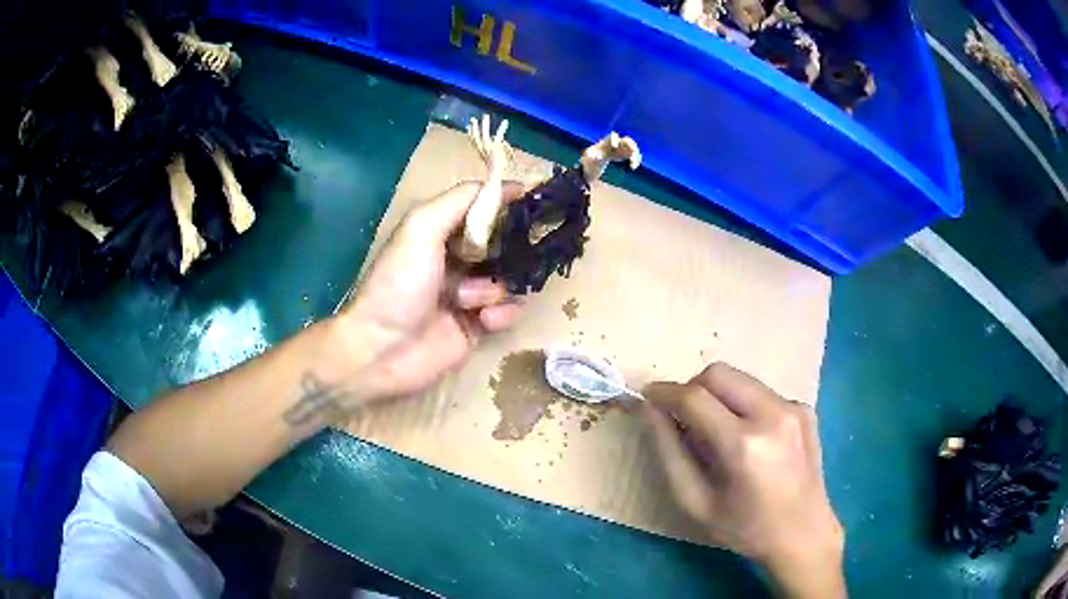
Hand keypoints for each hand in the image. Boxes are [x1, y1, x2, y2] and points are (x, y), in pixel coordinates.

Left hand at [335, 181, 523, 401]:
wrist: (383, 350)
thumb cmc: (399, 284)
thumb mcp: (422, 227)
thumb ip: (462, 200)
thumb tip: (511, 185)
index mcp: (438, 233)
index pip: (482, 211)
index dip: (506, 206)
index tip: (536, 203)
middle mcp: (454, 260)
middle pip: (500, 245)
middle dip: (512, 249)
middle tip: (523, 251)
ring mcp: (466, 295)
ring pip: (506, 280)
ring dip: (495, 288)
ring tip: (470, 301)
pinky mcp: (476, 327)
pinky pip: (506, 312)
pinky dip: (501, 314)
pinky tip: (484, 321)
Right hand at [644, 363, 844, 597]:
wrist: (803, 534)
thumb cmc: (745, 528)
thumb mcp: (696, 502)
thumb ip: (668, 452)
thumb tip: (649, 410)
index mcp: (745, 444)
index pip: (694, 397)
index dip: (664, 393)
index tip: (646, 398)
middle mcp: (773, 414)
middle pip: (718, 373)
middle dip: (692, 389)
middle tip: (684, 419)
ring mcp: (793, 406)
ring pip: (740, 379)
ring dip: (718, 396)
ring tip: (717, 433)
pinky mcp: (804, 407)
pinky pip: (760, 392)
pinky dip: (742, 406)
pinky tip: (749, 439)